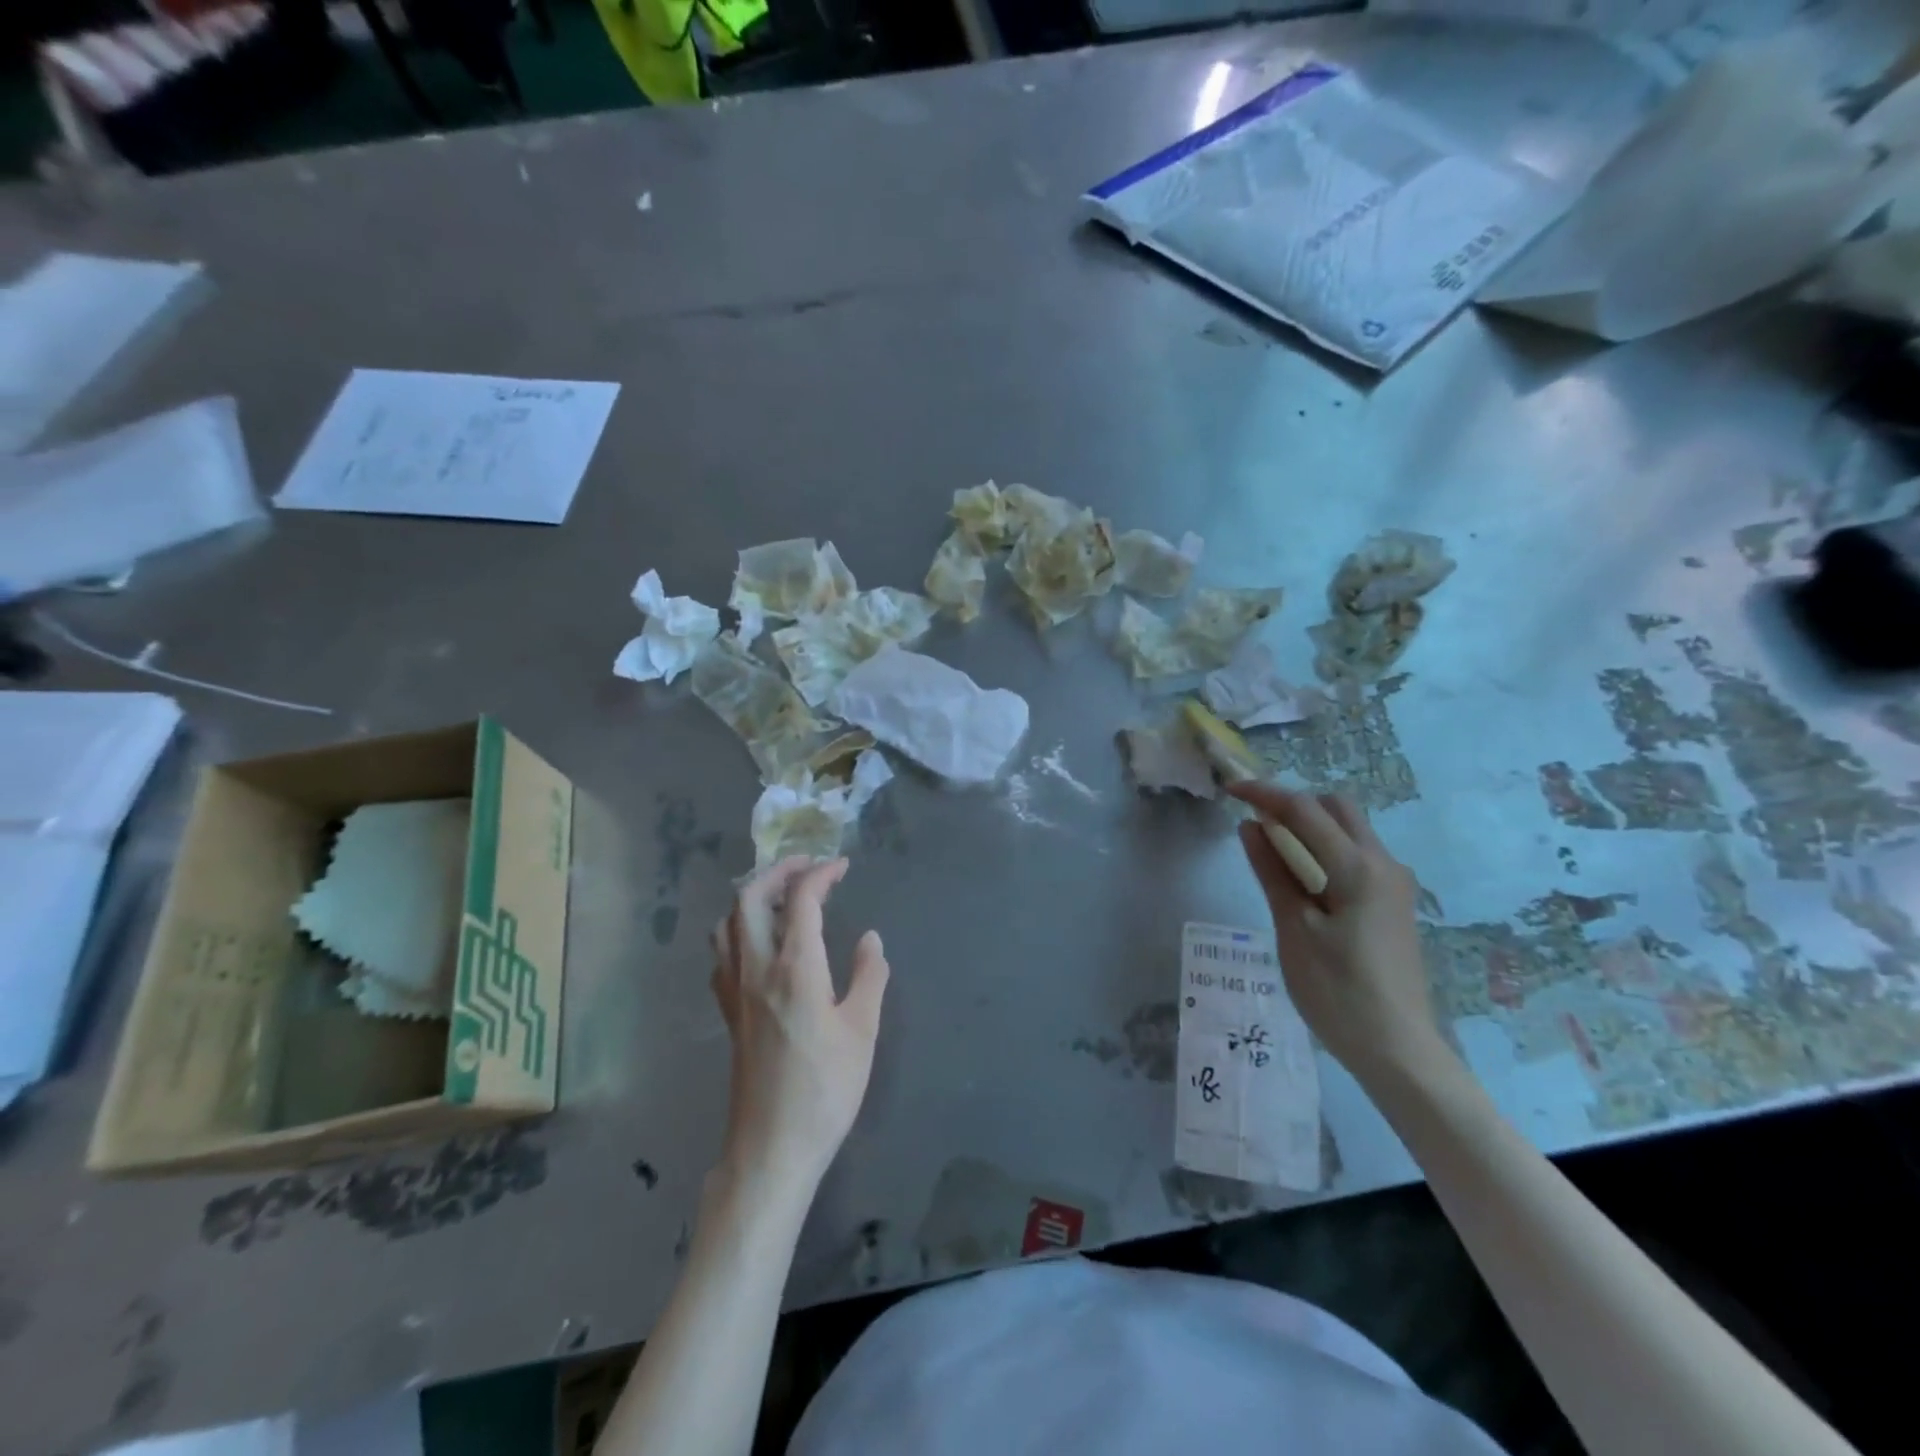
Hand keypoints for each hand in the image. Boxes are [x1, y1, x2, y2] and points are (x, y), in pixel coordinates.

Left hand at [709, 857, 890, 1199]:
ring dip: (752, 897)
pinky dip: (739, 929)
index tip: (841, 865)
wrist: (771, 1148)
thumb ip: (869, 976)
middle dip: (778, 871)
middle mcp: (756, 968)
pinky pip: (723, 952)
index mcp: (794, 968)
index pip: (801, 900)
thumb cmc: (825, 1089)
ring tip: (783, 897)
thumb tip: (870, 939)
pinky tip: (760, 943)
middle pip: (749, 898)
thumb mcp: (863, 1031)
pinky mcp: (728, 1012)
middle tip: (808, 867)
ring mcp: (735, 990)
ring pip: (728, 922)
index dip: (821, 874)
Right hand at [1229, 784, 1447, 1083]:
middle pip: (1337, 809)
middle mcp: (1384, 864)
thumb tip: (1251, 827)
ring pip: (1350, 830)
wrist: (1398, 1049)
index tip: (1230, 789)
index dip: (1265, 794)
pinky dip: (1325, 849)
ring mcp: (1395, 884)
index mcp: (1358, 867)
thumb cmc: (1337, 991)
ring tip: (1271, 846)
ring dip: (1311, 826)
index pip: (1305, 811)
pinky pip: (1357, 855)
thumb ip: (1272, 872)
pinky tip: (1302, 876)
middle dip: (1294, 803)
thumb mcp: (1294, 929)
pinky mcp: (1394, 903)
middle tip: (1254, 819)